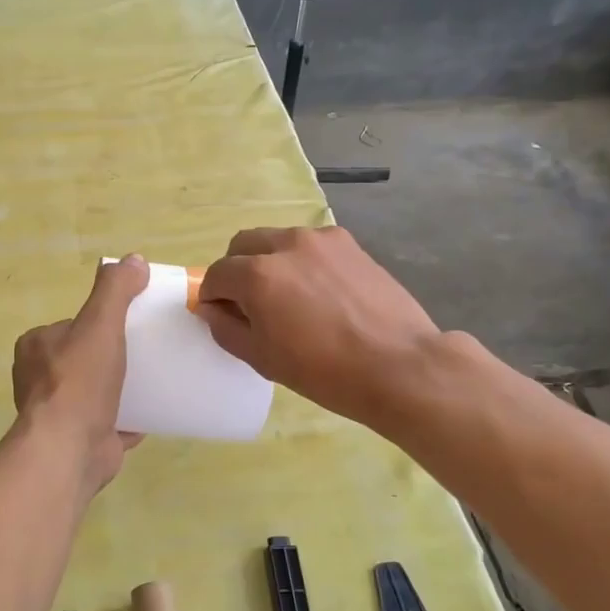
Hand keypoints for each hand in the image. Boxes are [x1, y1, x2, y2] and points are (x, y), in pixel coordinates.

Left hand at [11, 255, 148, 494]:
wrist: (69, 449)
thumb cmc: (79, 381)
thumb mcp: (100, 323)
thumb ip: (115, 290)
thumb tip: (134, 259)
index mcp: (36, 347)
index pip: (71, 326)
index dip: (98, 324)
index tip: (128, 326)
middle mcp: (38, 379)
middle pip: (83, 359)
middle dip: (109, 358)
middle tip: (145, 354)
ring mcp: (57, 414)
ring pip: (93, 393)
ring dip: (117, 390)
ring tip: (153, 381)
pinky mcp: (77, 441)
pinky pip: (108, 424)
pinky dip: (127, 419)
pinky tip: (152, 414)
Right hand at [198, 227, 442, 430]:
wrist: (399, 365)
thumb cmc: (324, 371)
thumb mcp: (263, 358)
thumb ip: (226, 328)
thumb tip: (210, 308)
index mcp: (257, 274)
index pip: (217, 274)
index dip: (212, 295)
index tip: (222, 315)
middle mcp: (285, 244)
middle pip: (243, 245)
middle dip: (237, 270)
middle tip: (250, 303)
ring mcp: (321, 239)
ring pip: (278, 240)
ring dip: (270, 262)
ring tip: (290, 297)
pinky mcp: (349, 243)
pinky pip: (311, 245)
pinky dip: (303, 261)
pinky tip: (321, 292)